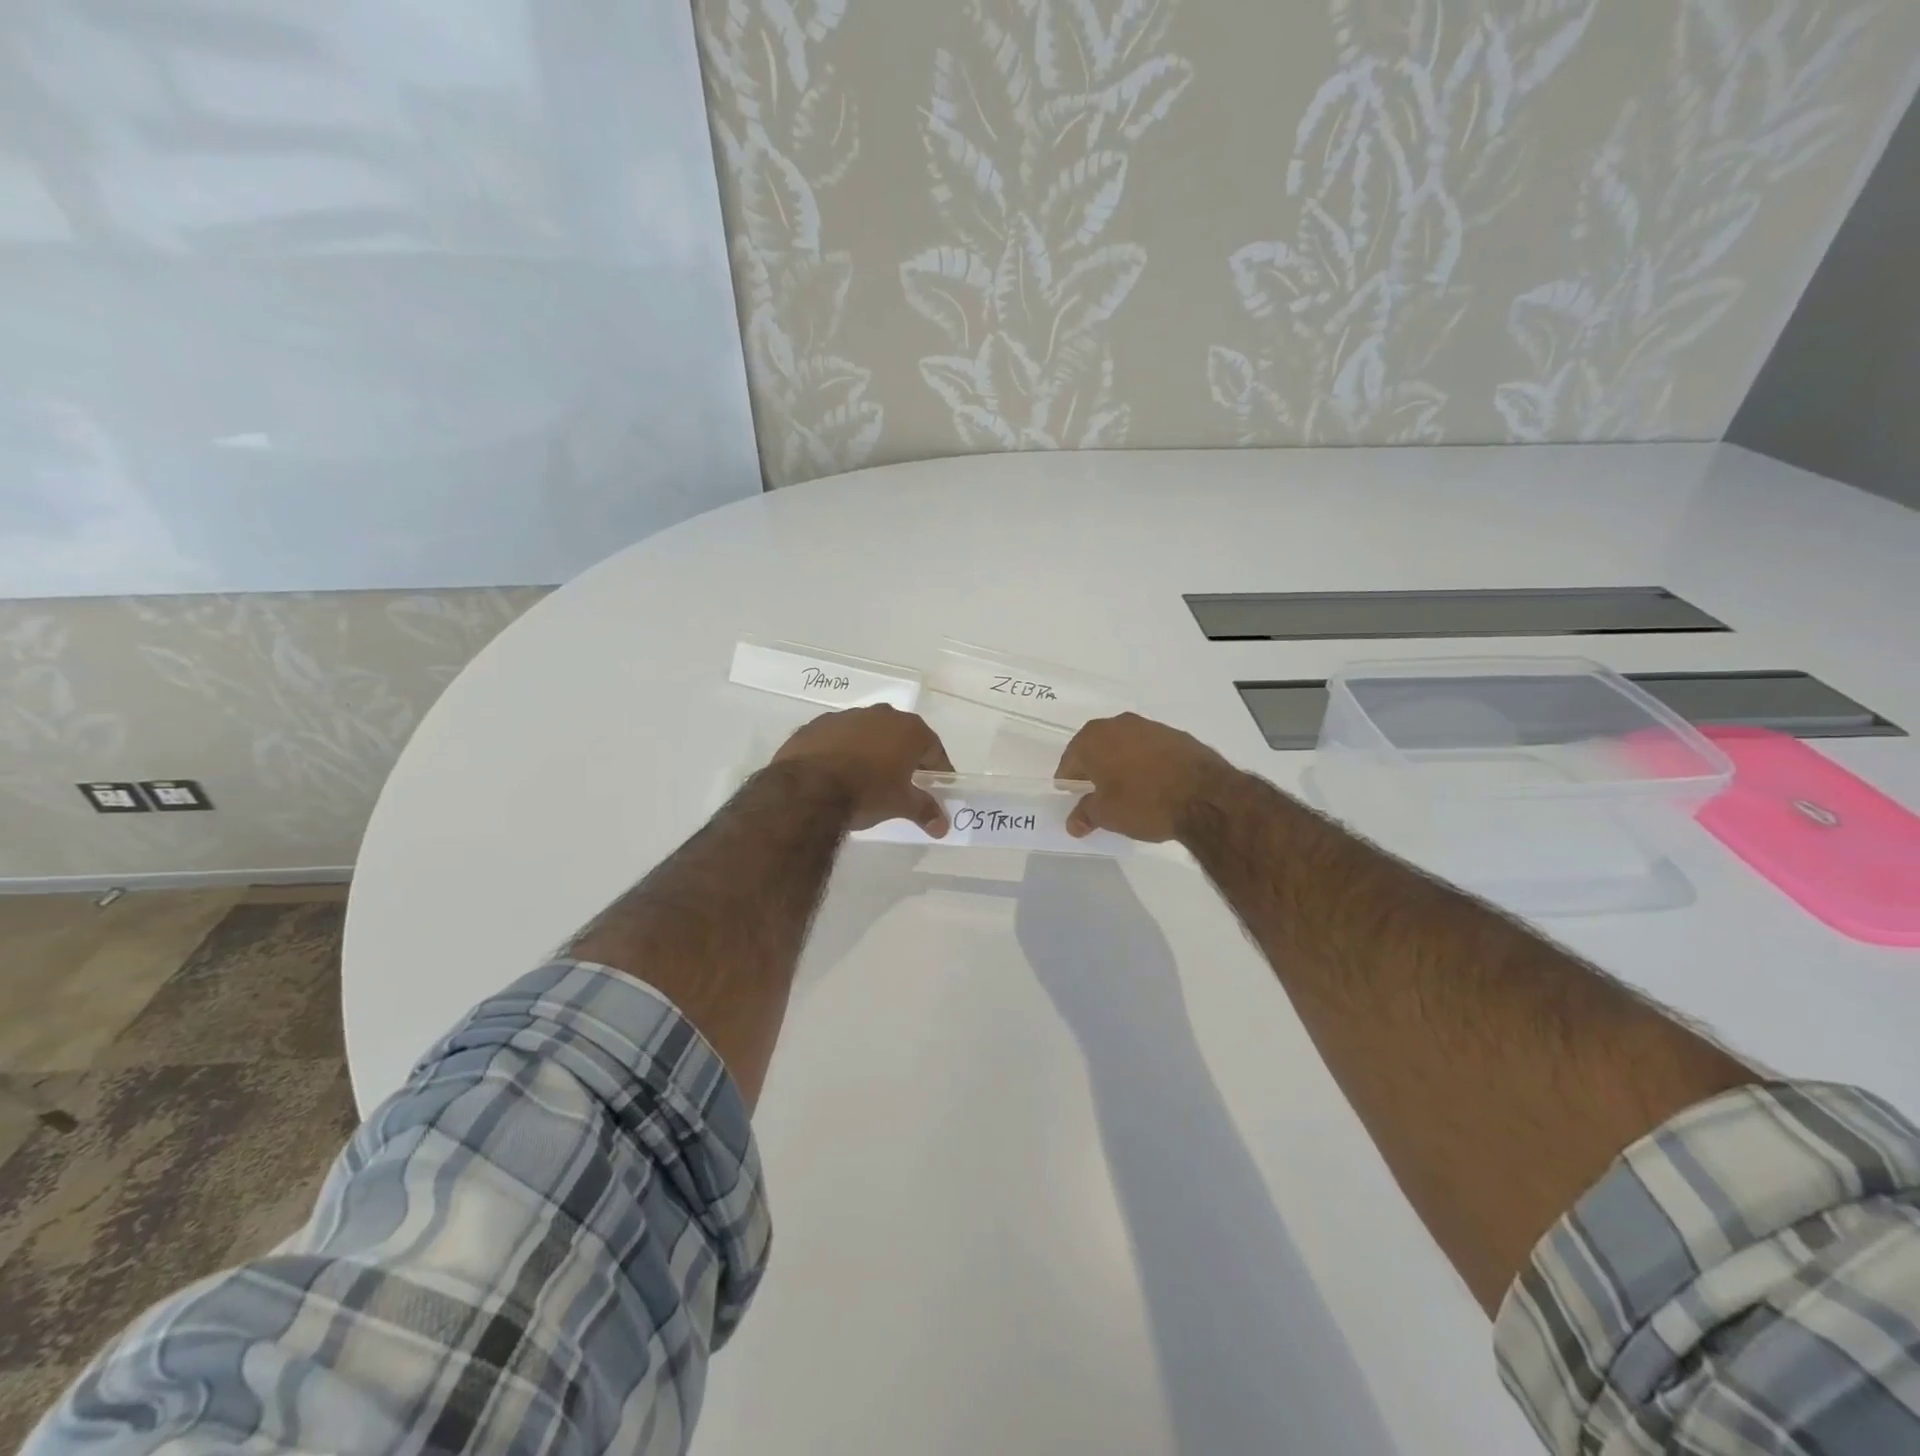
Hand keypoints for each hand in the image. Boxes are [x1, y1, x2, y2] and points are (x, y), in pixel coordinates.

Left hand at [771, 705, 954, 835]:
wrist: (807, 789)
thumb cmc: (867, 792)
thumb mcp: (901, 804)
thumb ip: (925, 811)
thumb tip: (943, 827)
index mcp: (909, 729)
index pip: (934, 749)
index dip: (937, 769)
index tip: (936, 786)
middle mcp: (881, 714)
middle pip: (901, 736)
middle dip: (904, 758)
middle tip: (902, 783)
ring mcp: (847, 716)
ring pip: (868, 734)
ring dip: (871, 751)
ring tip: (866, 779)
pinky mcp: (817, 724)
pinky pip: (839, 738)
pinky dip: (843, 751)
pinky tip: (836, 773)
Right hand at [1056, 712, 1238, 841]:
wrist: (1205, 796)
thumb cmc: (1144, 802)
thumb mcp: (1107, 815)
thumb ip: (1086, 814)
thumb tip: (1073, 822)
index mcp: (1093, 739)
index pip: (1070, 761)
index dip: (1069, 781)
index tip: (1073, 797)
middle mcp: (1118, 724)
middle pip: (1096, 747)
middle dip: (1094, 768)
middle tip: (1097, 793)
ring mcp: (1149, 726)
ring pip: (1124, 744)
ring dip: (1121, 762)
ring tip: (1128, 789)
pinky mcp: (1176, 734)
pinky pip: (1150, 748)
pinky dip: (1146, 762)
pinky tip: (1154, 782)